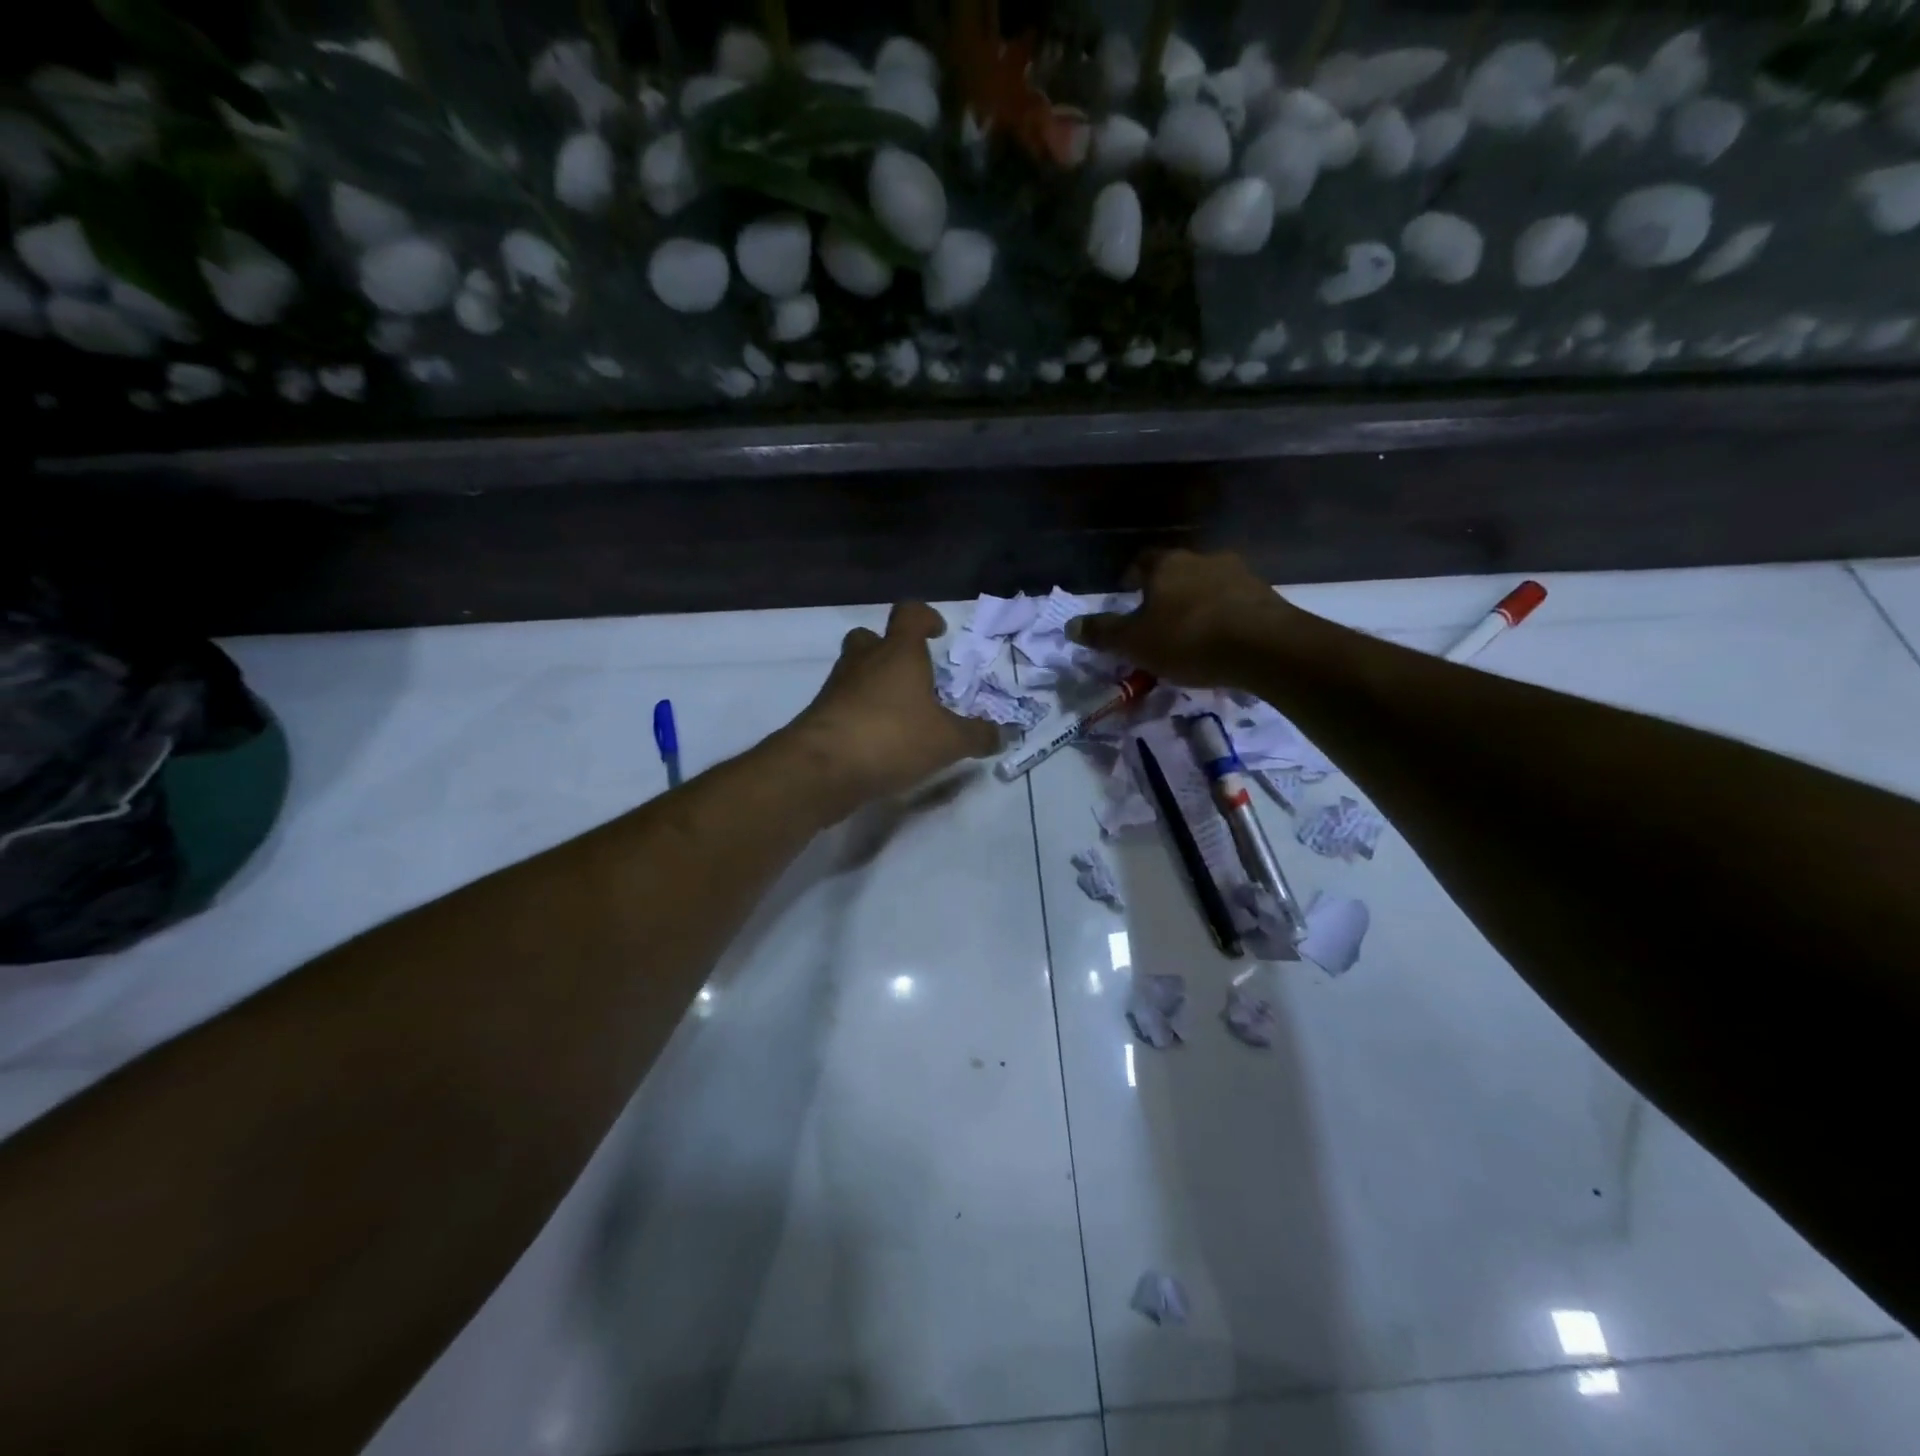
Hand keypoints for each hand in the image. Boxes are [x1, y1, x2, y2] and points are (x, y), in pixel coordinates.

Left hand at [786, 602, 1002, 813]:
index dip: (925, 617)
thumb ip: (977, 735)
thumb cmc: (892, 738)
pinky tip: (878, 741)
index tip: (937, 633)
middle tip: (912, 676)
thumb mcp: (948, 741)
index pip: (909, 613)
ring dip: (874, 684)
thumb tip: (1001, 734)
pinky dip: (860, 713)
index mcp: (899, 653)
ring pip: (855, 671)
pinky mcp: (820, 715)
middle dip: (890, 650)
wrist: (822, 768)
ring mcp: (837, 687)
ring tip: (900, 714)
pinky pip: (844, 703)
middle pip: (871, 638)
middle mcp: (864, 661)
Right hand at [1067, 549, 1300, 687]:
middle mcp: (1202, 559)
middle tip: (1157, 617)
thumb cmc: (1188, 639)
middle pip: (1176, 570)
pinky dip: (1223, 615)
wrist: (1265, 646)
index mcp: (1166, 565)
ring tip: (1191, 631)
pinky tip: (1221, 638)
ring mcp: (1238, 573)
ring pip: (1207, 584)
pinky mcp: (1264, 594)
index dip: (1131, 576)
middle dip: (1165, 590)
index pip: (1141, 561)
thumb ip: (1102, 633)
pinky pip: (1234, 601)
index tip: (1127, 593)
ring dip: (1197, 601)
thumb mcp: (1134, 643)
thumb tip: (1069, 625)